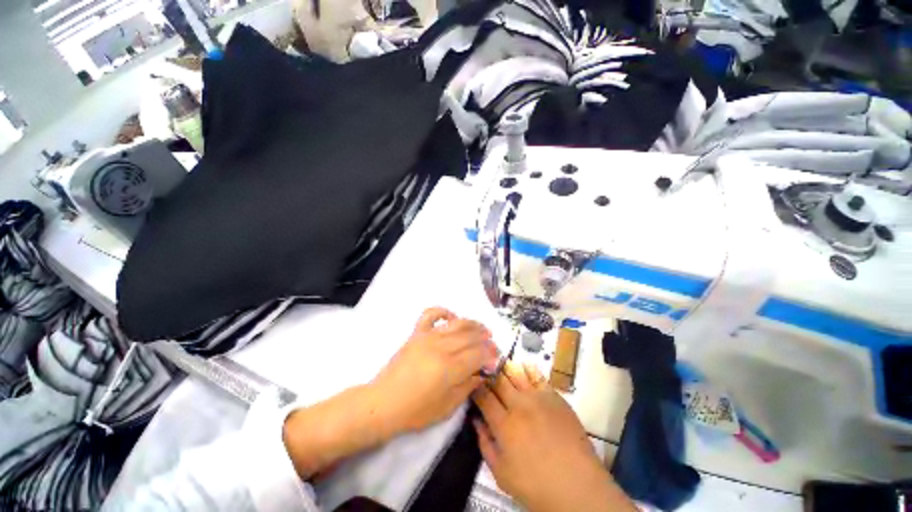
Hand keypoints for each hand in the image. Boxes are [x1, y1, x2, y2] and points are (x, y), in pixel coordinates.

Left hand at [372, 307, 499, 432]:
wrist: (383, 403)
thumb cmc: (415, 411)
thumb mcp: (447, 407)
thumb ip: (468, 386)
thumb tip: (482, 372)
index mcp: (450, 367)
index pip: (479, 353)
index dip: (491, 354)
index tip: (496, 358)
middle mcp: (442, 347)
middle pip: (471, 336)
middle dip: (486, 339)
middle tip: (492, 345)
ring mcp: (428, 336)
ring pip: (457, 323)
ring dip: (473, 324)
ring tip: (482, 329)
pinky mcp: (417, 333)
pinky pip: (431, 314)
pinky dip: (444, 312)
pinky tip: (452, 318)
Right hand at [472, 362, 635, 511]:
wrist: (578, 485)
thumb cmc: (536, 485)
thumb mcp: (501, 474)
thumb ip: (485, 444)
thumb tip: (476, 420)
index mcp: (504, 424)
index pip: (483, 396)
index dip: (475, 387)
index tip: (472, 385)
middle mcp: (519, 405)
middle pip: (498, 380)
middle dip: (488, 374)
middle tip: (484, 373)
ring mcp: (538, 398)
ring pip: (516, 372)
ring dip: (505, 368)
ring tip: (500, 366)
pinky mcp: (554, 396)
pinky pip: (537, 375)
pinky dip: (527, 368)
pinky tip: (523, 366)